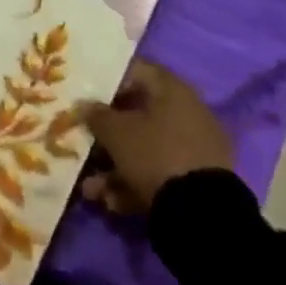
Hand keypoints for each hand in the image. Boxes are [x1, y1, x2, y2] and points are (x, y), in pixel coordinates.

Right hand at [79, 62, 232, 216]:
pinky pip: (160, 172)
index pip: (136, 71)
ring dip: (115, 167)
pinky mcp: (198, 180)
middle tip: (83, 145)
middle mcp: (188, 113)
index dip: (108, 82)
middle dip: (107, 135)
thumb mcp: (115, 132)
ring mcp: (195, 148)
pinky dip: (136, 184)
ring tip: (92, 190)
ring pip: (146, 149)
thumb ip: (96, 115)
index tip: (86, 97)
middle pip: (138, 115)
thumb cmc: (154, 154)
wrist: (202, 213)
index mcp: (172, 90)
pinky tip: (113, 203)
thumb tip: (85, 105)